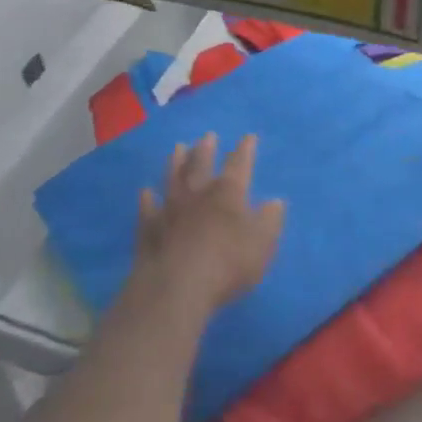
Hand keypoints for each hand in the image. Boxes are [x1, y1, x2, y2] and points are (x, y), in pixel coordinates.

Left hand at [133, 134, 283, 317]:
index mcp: (228, 193)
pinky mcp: (149, 229)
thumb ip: (269, 220)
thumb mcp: (262, 243)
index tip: (248, 137)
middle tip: (207, 135)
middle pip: (201, 164)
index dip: (245, 150)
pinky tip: (146, 192)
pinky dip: (147, 199)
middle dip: (206, 149)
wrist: (177, 286)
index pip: (239, 165)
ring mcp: (170, 209)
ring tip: (178, 147)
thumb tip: (275, 201)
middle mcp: (198, 193)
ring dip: (176, 162)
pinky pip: (148, 208)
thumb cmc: (227, 264)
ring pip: (173, 178)